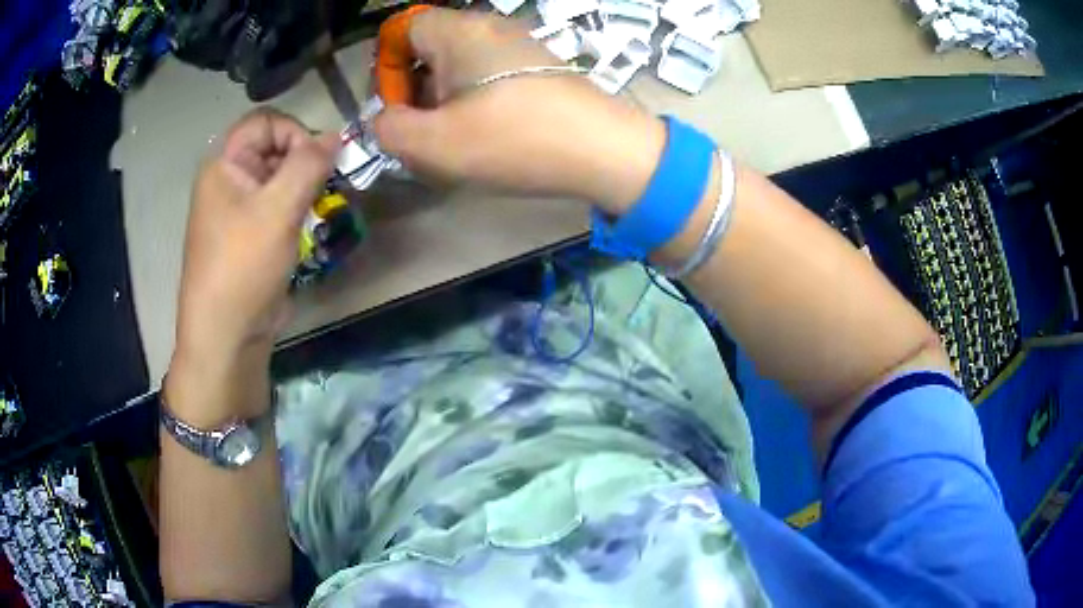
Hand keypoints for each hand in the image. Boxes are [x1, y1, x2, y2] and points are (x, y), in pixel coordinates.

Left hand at [171, 110, 336, 390]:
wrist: (227, 335)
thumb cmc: (243, 267)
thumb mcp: (278, 210)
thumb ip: (309, 164)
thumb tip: (336, 136)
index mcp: (224, 164)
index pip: (265, 121)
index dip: (294, 132)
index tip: (316, 162)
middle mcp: (229, 180)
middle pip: (274, 147)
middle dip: (304, 162)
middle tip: (324, 188)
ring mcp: (239, 209)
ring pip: (280, 178)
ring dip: (305, 188)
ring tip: (318, 210)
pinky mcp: (251, 234)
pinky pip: (278, 205)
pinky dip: (298, 209)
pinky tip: (309, 227)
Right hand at [372, 9, 664, 214]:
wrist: (606, 149)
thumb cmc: (516, 139)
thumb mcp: (435, 143)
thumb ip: (389, 130)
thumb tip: (383, 120)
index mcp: (459, 31)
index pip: (403, 29)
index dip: (389, 67)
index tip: (399, 107)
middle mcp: (489, 27)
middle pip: (430, 48)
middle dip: (416, 90)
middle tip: (425, 132)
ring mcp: (519, 45)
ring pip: (460, 65)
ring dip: (446, 101)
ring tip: (456, 141)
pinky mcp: (539, 67)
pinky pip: (489, 76)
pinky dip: (476, 101)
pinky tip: (488, 134)